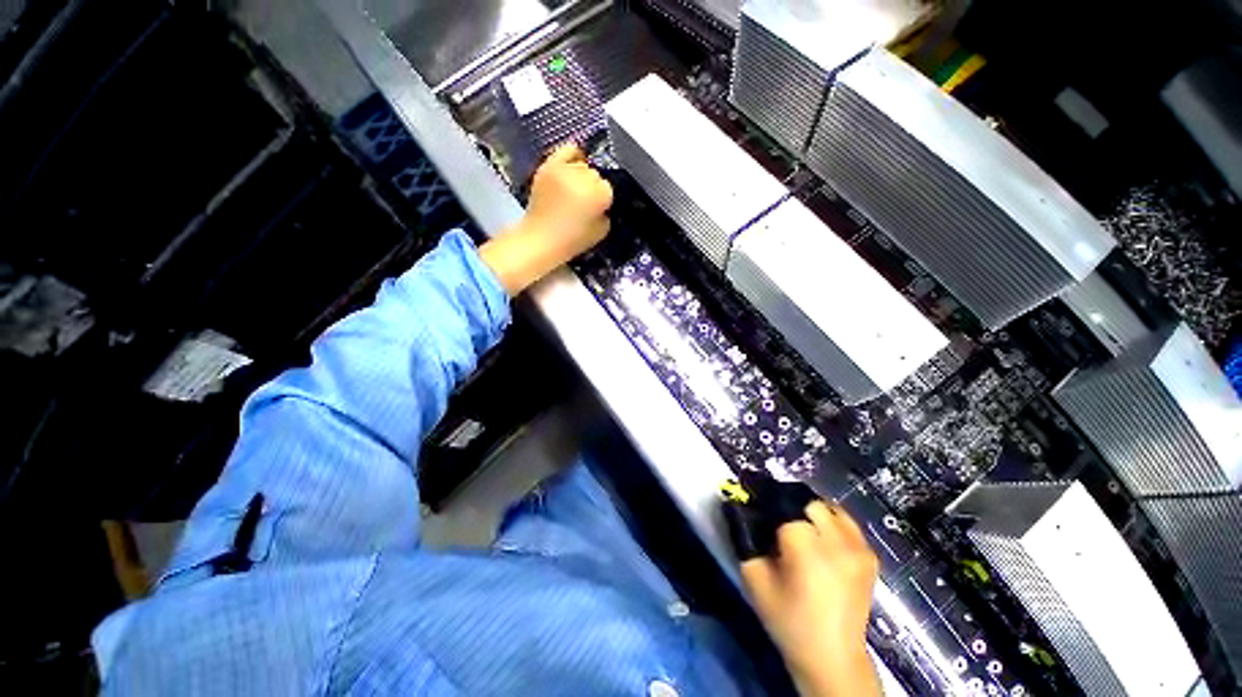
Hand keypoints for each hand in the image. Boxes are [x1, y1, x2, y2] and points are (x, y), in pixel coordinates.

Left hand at [480, 144, 612, 294]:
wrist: (541, 239)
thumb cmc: (572, 240)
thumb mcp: (601, 231)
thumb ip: (606, 212)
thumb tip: (603, 202)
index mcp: (598, 195)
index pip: (608, 188)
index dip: (603, 201)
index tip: (596, 210)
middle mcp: (583, 178)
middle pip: (595, 175)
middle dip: (592, 188)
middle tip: (584, 203)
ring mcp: (564, 170)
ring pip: (582, 165)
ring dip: (581, 177)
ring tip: (573, 191)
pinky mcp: (549, 166)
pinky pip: (567, 149)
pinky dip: (572, 156)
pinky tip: (572, 168)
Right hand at [741, 500, 880, 696]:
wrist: (833, 659)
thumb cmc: (788, 622)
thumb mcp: (754, 580)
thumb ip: (744, 539)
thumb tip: (738, 508)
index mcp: (807, 549)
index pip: (782, 505)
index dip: (766, 502)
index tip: (755, 506)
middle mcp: (837, 542)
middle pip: (808, 502)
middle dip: (789, 506)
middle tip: (776, 522)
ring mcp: (858, 548)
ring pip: (829, 507)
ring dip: (810, 512)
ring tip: (799, 528)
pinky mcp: (870, 556)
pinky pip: (846, 522)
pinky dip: (830, 522)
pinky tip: (821, 539)